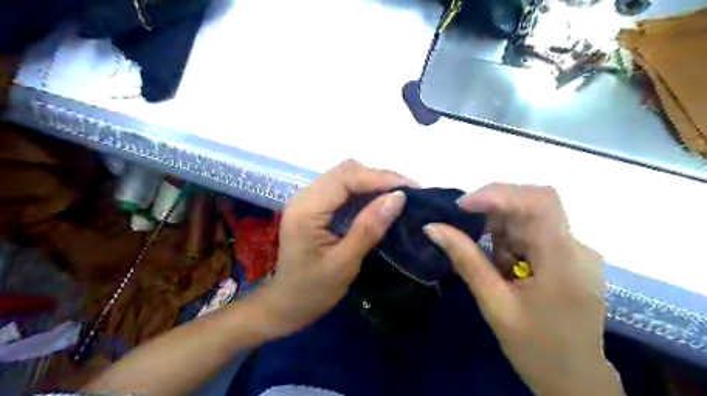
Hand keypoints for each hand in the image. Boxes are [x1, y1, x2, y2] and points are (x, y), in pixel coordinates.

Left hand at [255, 161, 411, 337]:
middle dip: (378, 177)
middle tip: (406, 192)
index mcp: (306, 210)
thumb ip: (369, 227)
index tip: (410, 187)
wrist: (286, 304)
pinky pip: (341, 188)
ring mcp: (307, 200)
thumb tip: (398, 197)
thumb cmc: (313, 290)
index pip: (346, 178)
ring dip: (371, 182)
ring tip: (397, 195)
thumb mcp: (345, 262)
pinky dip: (362, 191)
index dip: (379, 178)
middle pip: (344, 171)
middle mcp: (303, 197)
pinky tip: (378, 201)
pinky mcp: (313, 206)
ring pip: (344, 176)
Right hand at [422, 184, 620, 395]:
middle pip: (530, 204)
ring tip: (489, 262)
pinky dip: (507, 240)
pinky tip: (502, 266)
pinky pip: (531, 232)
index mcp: (563, 261)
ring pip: (527, 216)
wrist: (576, 381)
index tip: (462, 207)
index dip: (498, 194)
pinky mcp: (567, 255)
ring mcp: (574, 250)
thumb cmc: (536, 349)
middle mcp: (575, 247)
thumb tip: (433, 228)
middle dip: (492, 212)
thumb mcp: (494, 304)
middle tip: (462, 230)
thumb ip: (465, 260)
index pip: (539, 202)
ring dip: (498, 229)